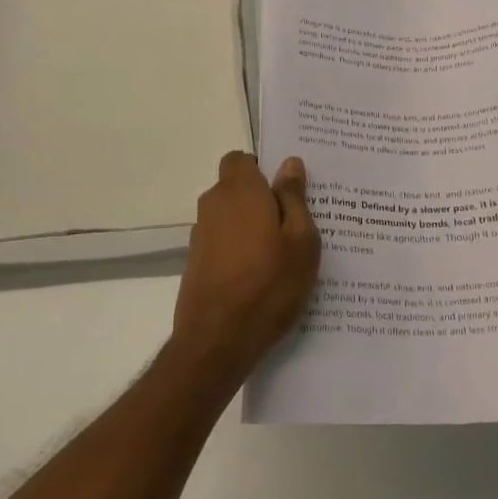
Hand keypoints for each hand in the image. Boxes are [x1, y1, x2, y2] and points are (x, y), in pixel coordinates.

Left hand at [170, 151, 320, 386]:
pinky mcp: (196, 262)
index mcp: (239, 190)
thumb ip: (294, 198)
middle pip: (237, 188)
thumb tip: (289, 164)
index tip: (287, 189)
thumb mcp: (301, 240)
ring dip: (252, 226)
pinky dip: (241, 250)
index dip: (263, 168)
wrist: (218, 340)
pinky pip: (224, 242)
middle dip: (262, 198)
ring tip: (284, 254)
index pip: (241, 158)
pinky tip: (263, 276)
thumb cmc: (269, 284)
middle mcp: (213, 205)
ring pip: (231, 217)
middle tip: (297, 223)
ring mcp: (201, 235)